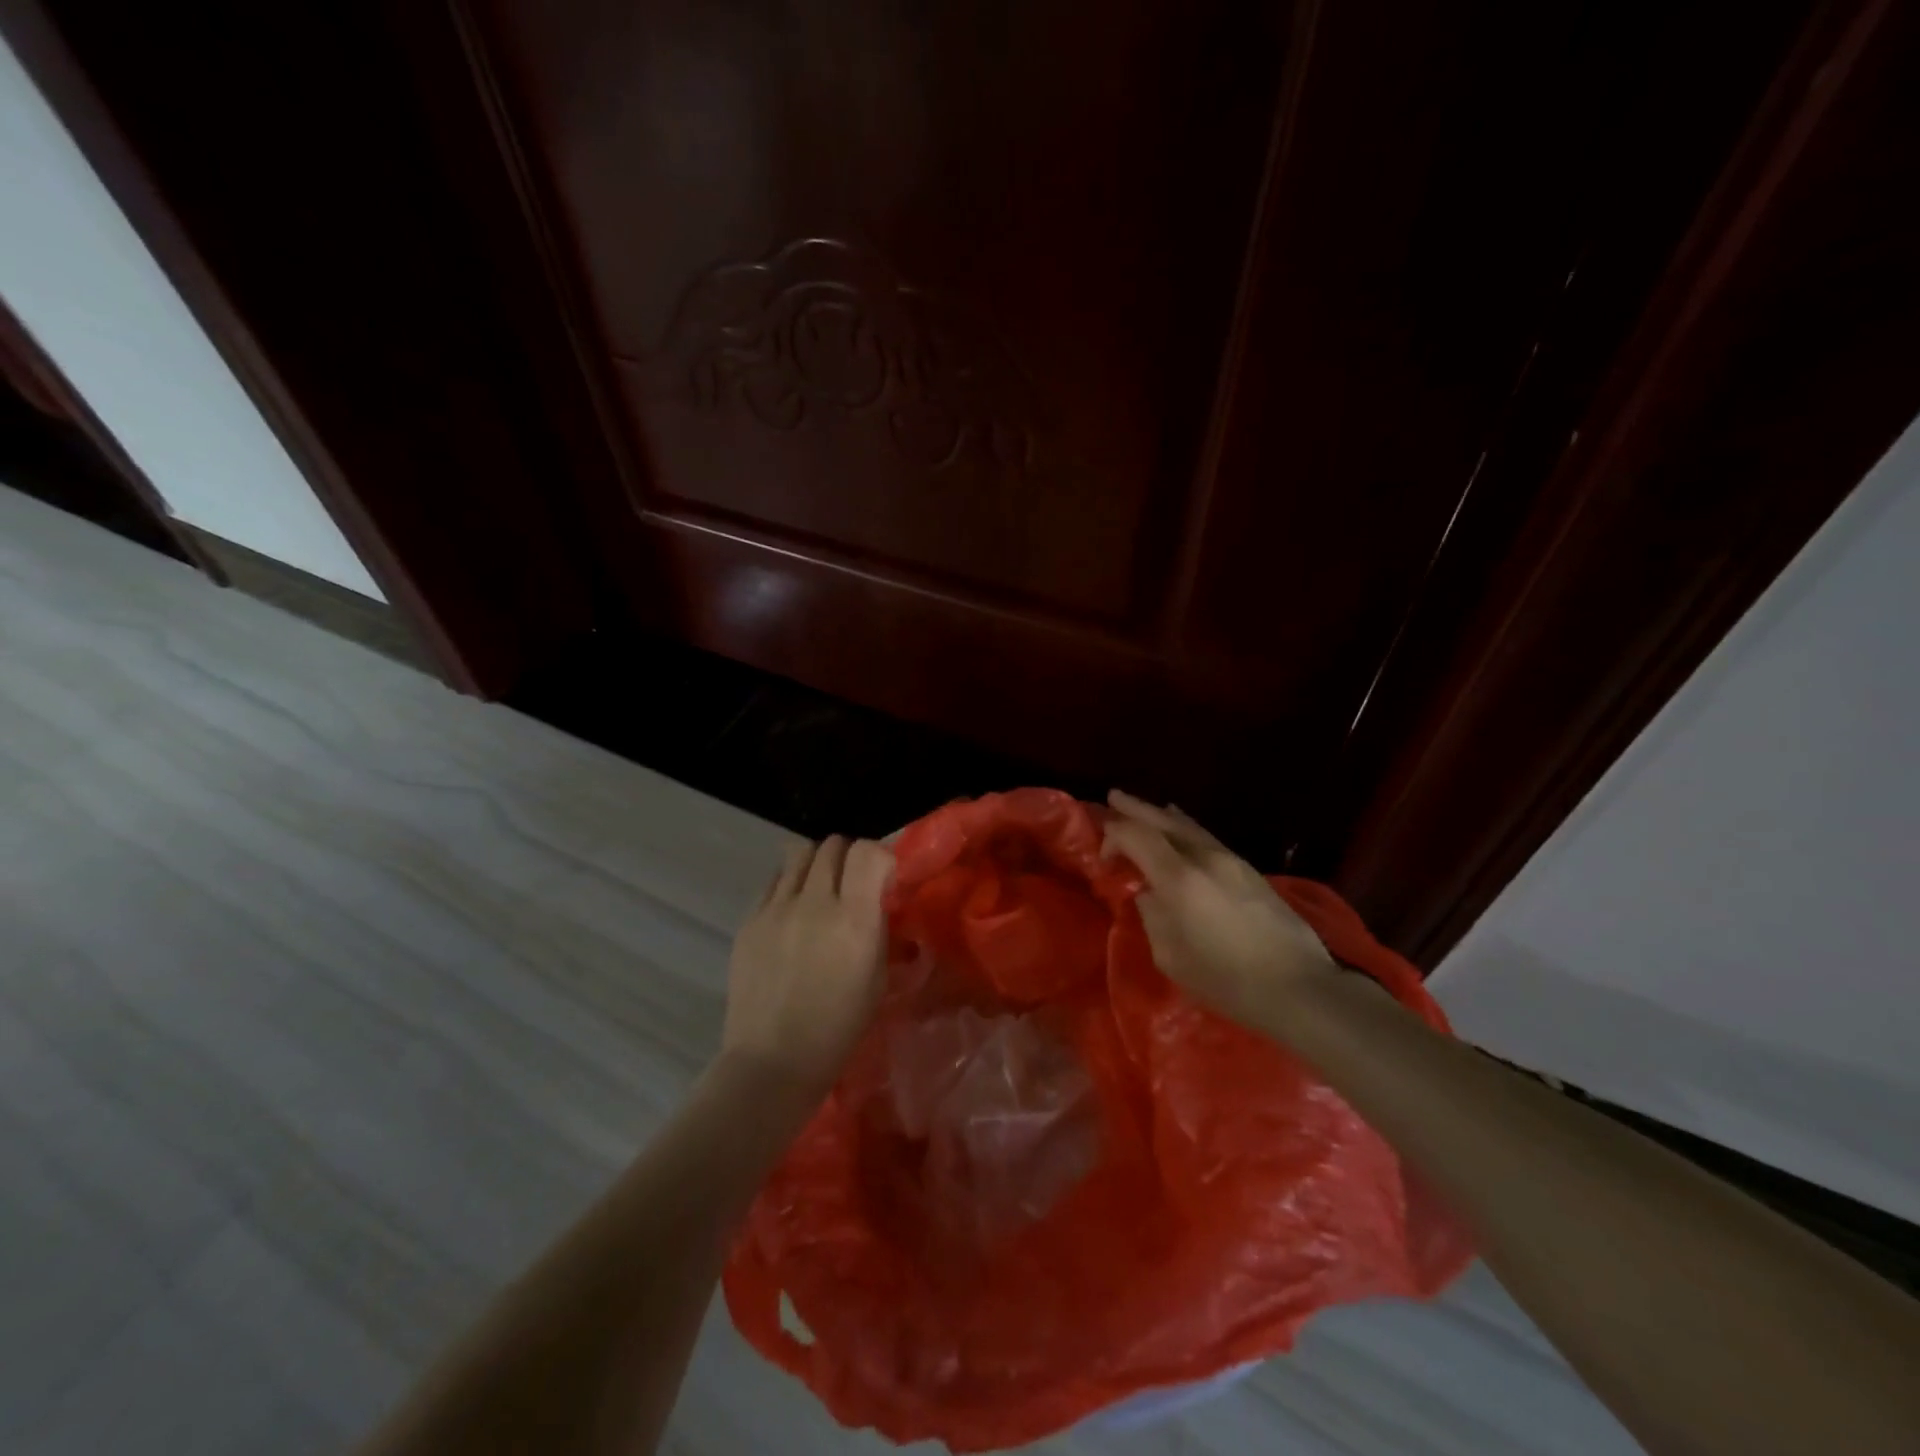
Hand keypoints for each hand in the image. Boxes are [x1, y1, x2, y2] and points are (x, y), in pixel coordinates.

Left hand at [720, 835, 892, 1100]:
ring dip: (817, 862)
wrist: (773, 1060)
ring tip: (820, 888)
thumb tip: (875, 898)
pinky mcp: (749, 919)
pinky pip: (774, 880)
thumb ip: (876, 927)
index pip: (868, 852)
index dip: (880, 856)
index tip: (883, 877)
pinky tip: (793, 912)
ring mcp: (776, 908)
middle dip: (849, 856)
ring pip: (799, 852)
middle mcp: (813, 902)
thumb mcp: (877, 977)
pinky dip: (790, 883)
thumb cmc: (838, 1027)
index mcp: (853, 918)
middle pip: (833, 844)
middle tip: (852, 881)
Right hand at [1102, 790, 1339, 1035]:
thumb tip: (1150, 895)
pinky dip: (1186, 827)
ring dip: (1162, 815)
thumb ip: (1153, 917)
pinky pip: (1207, 837)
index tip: (1104, 858)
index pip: (1137, 836)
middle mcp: (1204, 858)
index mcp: (1179, 879)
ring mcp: (1231, 861)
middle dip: (1135, 808)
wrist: (1299, 987)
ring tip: (1146, 808)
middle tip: (1113, 796)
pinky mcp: (1250, 871)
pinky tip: (1183, 828)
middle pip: (1163, 820)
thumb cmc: (1227, 980)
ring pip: (1189, 826)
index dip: (1114, 837)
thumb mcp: (1172, 957)